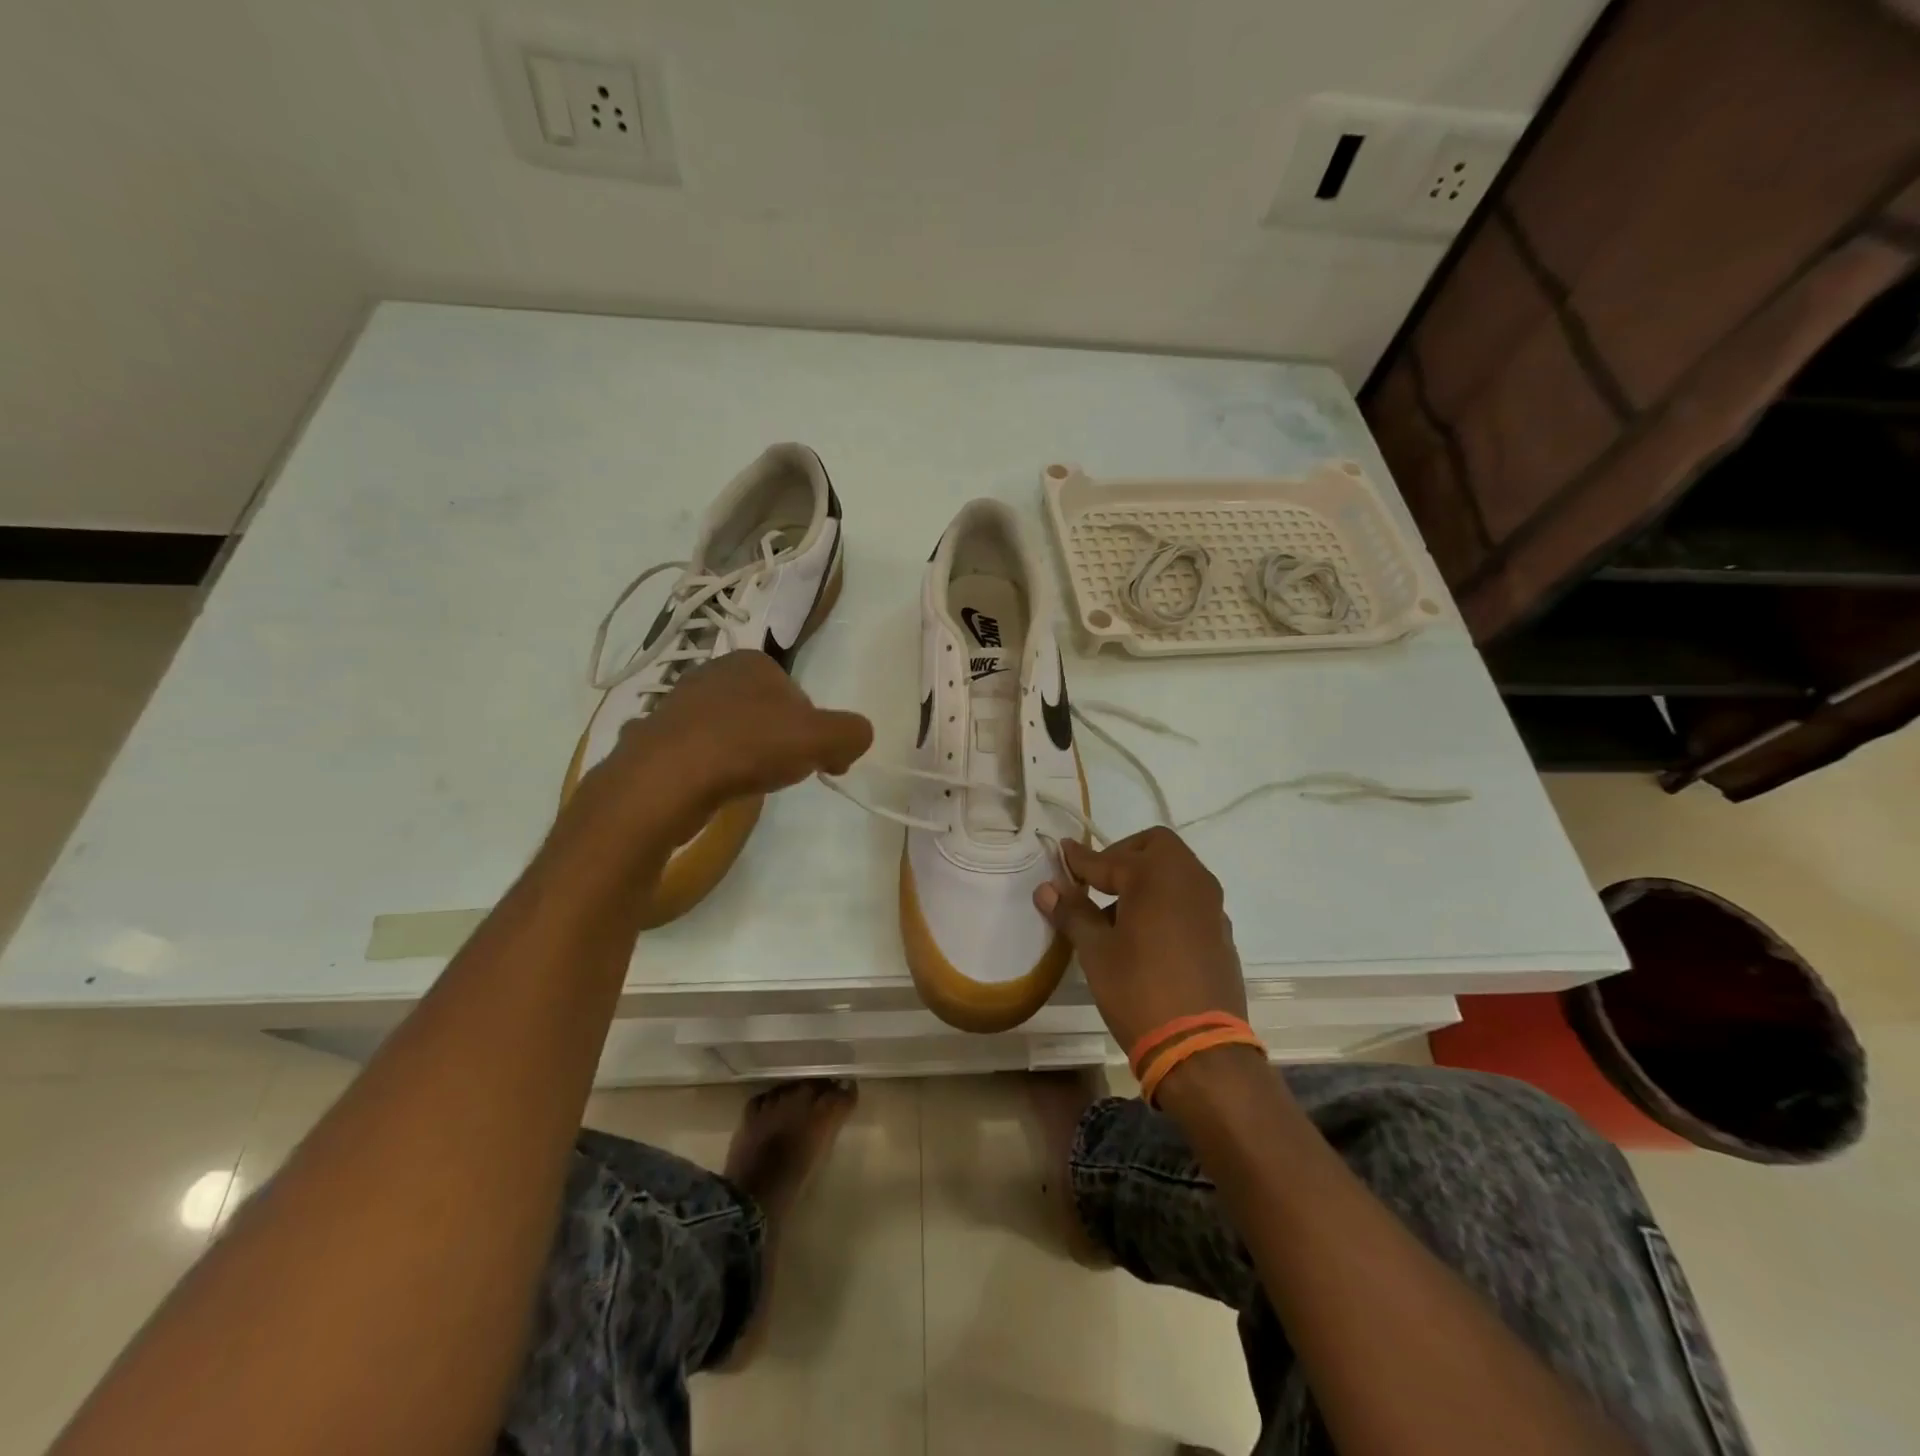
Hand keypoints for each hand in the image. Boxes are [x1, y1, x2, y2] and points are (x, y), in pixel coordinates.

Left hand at [587, 651, 873, 833]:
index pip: (800, 696)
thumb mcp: (822, 738)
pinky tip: (714, 790)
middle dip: (780, 743)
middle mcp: (712, 673)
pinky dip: (712, 770)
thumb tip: (855, 738)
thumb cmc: (749, 746)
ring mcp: (677, 704)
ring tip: (747, 785)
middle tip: (784, 775)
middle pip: (766, 714)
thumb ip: (851, 732)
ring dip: (746, 757)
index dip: (815, 732)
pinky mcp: (655, 738)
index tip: (820, 763)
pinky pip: (699, 753)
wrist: (665, 779)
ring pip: (732, 732)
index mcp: (752, 662)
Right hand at [1034, 827, 1248, 1053]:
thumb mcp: (1096, 950)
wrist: (1200, 1049)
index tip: (1061, 854)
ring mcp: (1212, 906)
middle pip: (1155, 847)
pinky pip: (1188, 900)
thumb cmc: (1139, 990)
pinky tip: (1145, 935)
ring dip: (1145, 879)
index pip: (1109, 858)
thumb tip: (1047, 889)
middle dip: (1123, 856)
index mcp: (1157, 874)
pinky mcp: (1221, 933)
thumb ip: (1073, 912)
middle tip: (1097, 882)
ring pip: (1175, 873)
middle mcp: (1191, 879)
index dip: (1080, 860)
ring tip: (1115, 912)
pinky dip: (1165, 902)